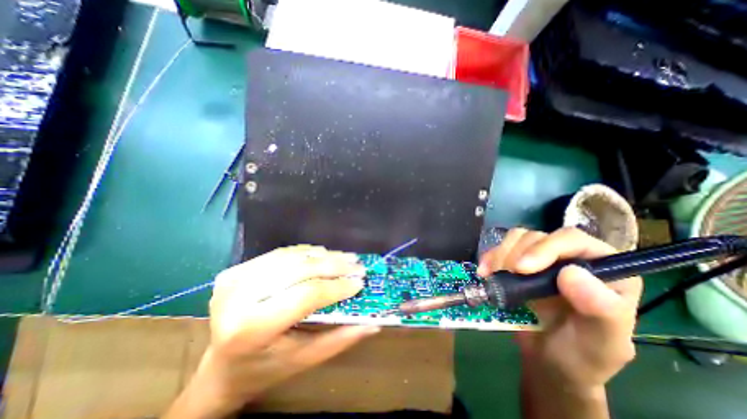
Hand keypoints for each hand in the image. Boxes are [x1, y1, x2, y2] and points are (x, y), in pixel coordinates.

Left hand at [168, 244, 380, 417]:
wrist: (220, 367)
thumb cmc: (265, 368)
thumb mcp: (304, 360)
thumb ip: (340, 339)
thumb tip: (373, 324)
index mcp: (252, 328)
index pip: (306, 295)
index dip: (337, 286)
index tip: (360, 282)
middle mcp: (238, 298)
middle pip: (299, 270)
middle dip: (334, 265)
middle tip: (357, 264)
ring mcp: (234, 279)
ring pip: (291, 257)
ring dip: (322, 255)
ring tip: (345, 257)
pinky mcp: (236, 270)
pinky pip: (280, 254)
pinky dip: (305, 252)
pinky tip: (322, 254)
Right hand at [479, 227, 641, 390]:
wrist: (549, 361)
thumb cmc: (581, 355)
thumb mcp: (601, 344)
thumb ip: (600, 311)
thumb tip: (572, 274)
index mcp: (603, 270)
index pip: (572, 240)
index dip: (545, 248)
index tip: (522, 269)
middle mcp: (570, 257)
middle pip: (538, 236)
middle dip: (517, 253)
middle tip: (505, 274)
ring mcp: (541, 258)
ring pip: (517, 238)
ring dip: (500, 254)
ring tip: (492, 275)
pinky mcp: (518, 262)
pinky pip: (500, 248)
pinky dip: (489, 256)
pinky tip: (484, 271)